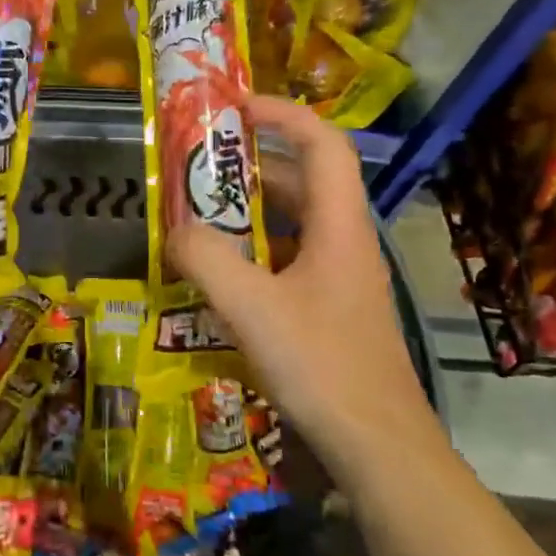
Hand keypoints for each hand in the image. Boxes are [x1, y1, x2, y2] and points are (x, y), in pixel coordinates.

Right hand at [168, 94, 436, 471]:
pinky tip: (218, 275)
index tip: (234, 107)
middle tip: (198, 165)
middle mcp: (344, 242)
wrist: (379, 448)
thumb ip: (206, 258)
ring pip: (293, 224)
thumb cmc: (322, 366)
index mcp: (339, 226)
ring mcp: (339, 278)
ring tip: (197, 215)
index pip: (322, 143)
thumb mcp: (252, 308)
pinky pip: (287, 260)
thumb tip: (176, 228)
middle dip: (251, 165)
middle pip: (303, 181)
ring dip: (248, 212)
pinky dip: (253, 253)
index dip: (283, 113)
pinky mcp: (330, 309)